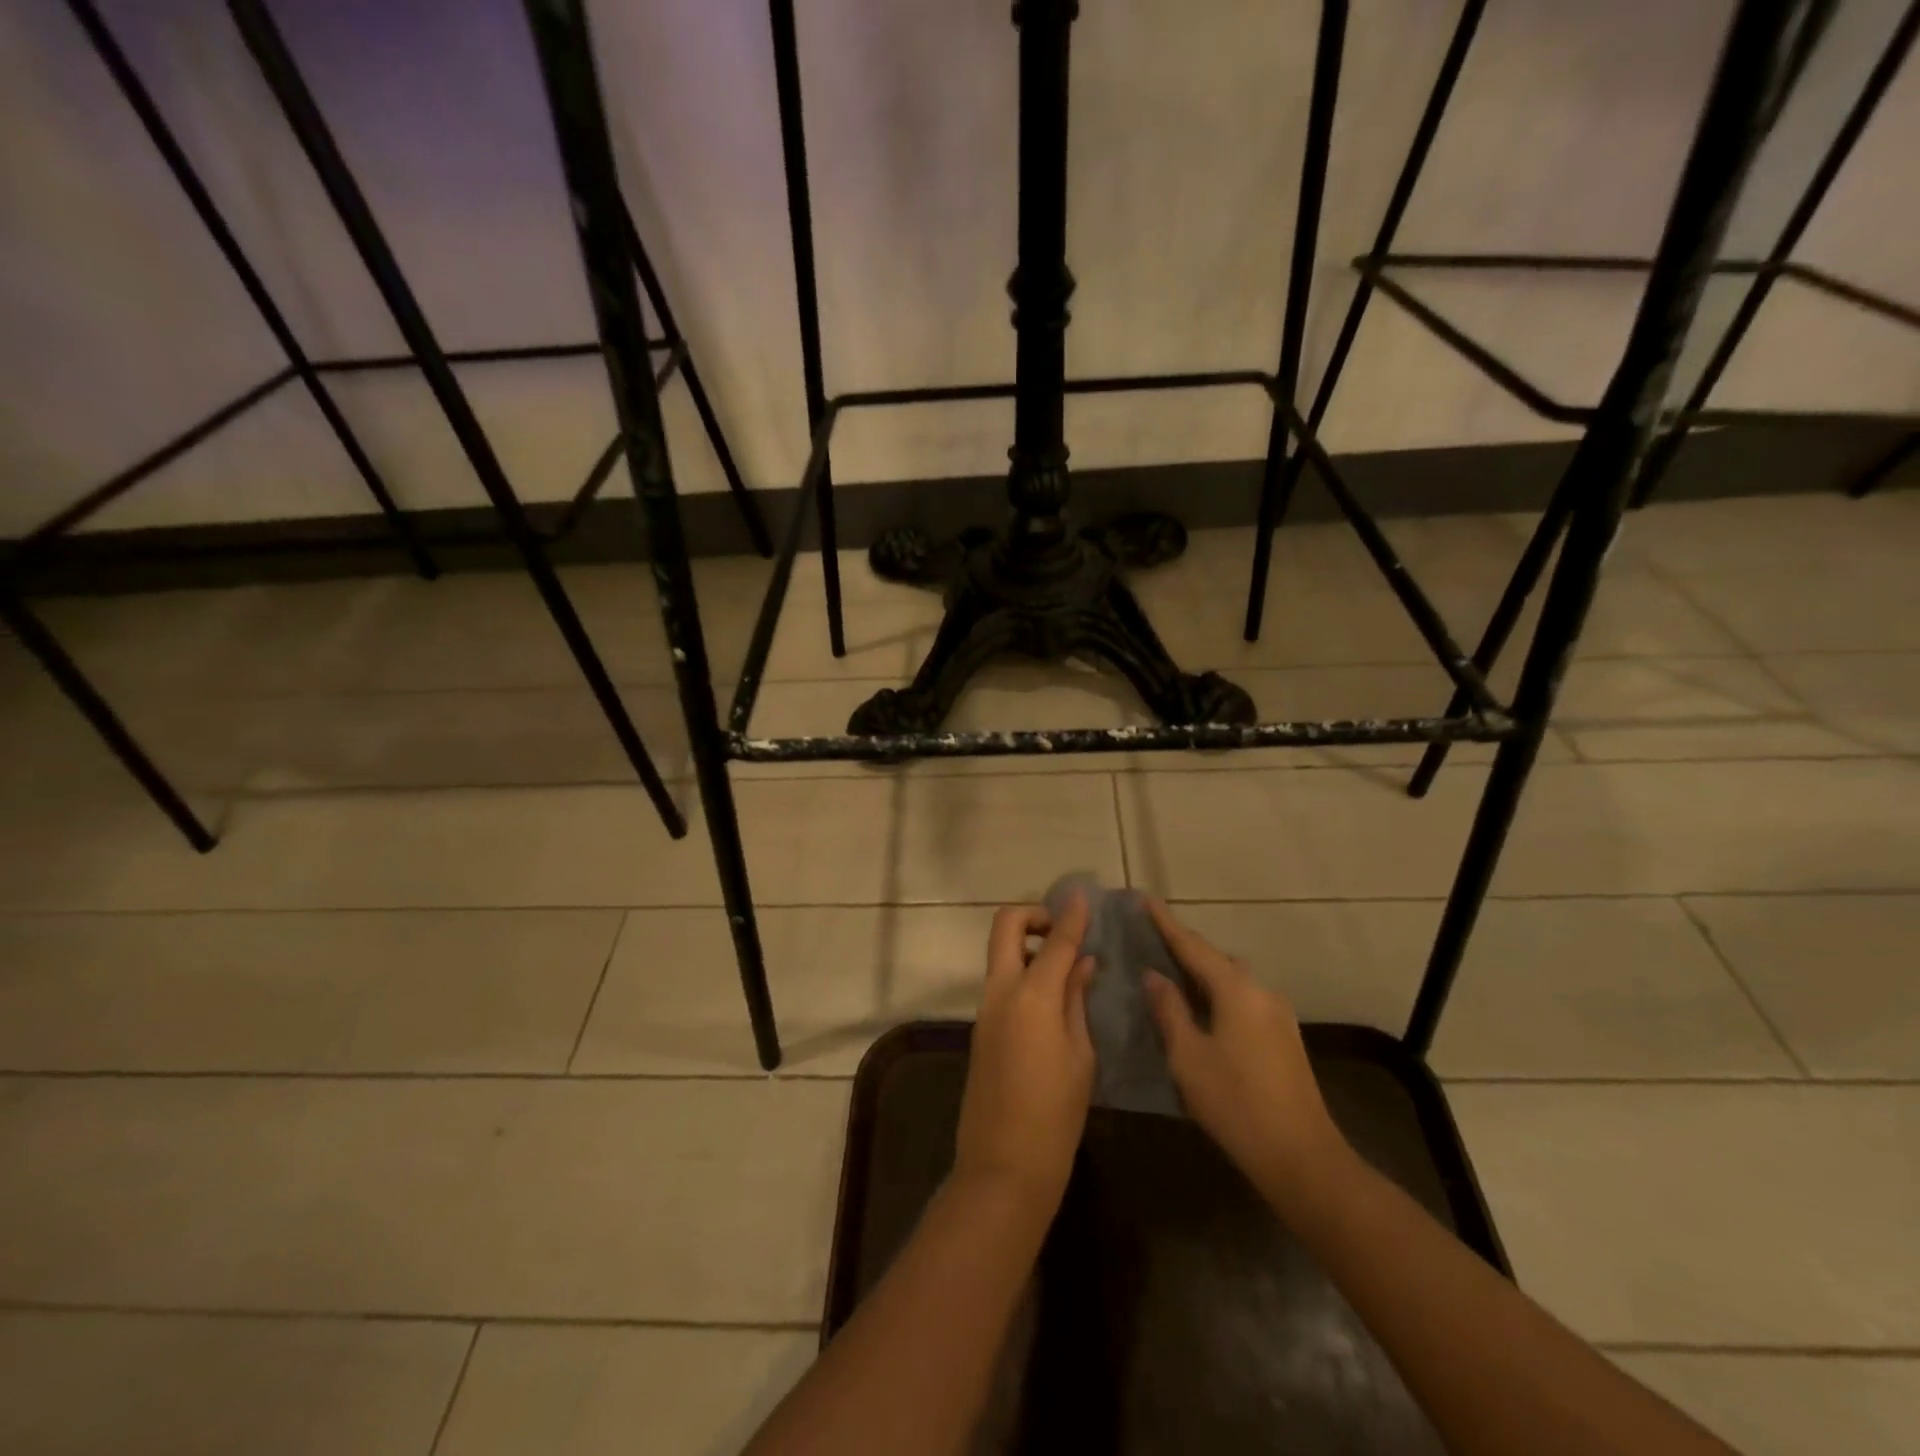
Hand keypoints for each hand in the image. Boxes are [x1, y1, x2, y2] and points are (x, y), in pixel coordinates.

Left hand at [952, 894, 1096, 1220]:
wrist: (1002, 1167)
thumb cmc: (1055, 1116)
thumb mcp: (1080, 1056)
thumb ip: (1077, 1001)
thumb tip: (1082, 963)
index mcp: (1032, 997)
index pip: (1055, 940)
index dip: (1071, 915)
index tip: (1083, 897)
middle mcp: (1001, 992)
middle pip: (1006, 926)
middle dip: (1033, 915)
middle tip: (1063, 930)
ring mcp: (985, 1009)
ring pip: (1000, 952)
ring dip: (1027, 943)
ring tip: (1066, 964)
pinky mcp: (981, 1028)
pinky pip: (1001, 981)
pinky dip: (1024, 972)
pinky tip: (1053, 995)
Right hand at [1142, 898, 1348, 1211]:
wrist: (1301, 1157)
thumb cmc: (1235, 1103)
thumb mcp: (1188, 1056)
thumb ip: (1169, 1010)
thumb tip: (1154, 976)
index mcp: (1236, 990)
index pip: (1193, 946)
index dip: (1166, 923)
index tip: (1144, 899)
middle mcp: (1261, 991)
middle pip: (1216, 958)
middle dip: (1184, 947)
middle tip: (1151, 940)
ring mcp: (1277, 1014)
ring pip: (1232, 979)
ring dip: (1202, 972)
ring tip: (1171, 974)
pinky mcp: (1283, 1036)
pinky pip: (1243, 998)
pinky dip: (1218, 993)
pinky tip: (1201, 1009)